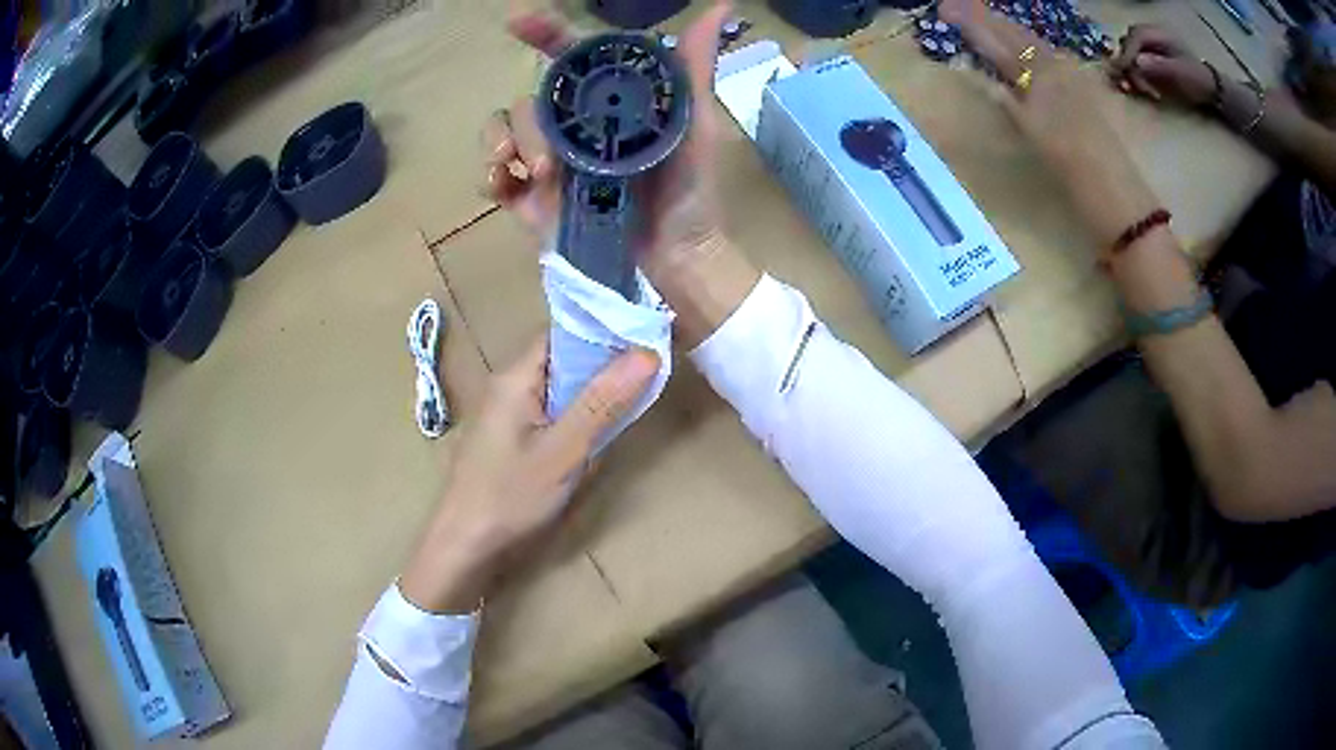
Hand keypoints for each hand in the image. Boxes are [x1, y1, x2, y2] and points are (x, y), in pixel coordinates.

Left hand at [400, 339, 658, 613]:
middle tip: (646, 374)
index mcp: (515, 376)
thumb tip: (647, 352)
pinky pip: (548, 410)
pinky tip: (593, 433)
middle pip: (561, 357)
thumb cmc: (510, 496)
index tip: (644, 337)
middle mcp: (507, 384)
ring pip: (557, 386)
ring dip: (590, 392)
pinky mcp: (508, 435)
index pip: (563, 331)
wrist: (465, 545)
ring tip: (629, 400)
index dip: (603, 329)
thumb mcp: (563, 451)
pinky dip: (574, 414)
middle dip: (602, 364)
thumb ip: (603, 402)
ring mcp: (505, 411)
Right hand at [488, 3, 734, 277]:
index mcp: (606, 99)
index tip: (520, 21)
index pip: (568, 56)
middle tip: (553, 163)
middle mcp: (572, 122)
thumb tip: (723, 8)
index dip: (544, 33)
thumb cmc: (690, 185)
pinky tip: (505, 185)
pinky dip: (491, 176)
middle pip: (530, 99)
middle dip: (532, 124)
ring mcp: (548, 158)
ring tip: (537, 176)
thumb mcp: (695, 121)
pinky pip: (496, 175)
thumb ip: (692, 67)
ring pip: (507, 130)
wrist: (675, 252)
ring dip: (507, 144)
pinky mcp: (532, 196)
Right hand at [952, 9, 1161, 246]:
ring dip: (1006, 29)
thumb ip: (1001, 96)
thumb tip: (969, 69)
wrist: (1121, 200)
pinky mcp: (1085, 95)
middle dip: (986, 17)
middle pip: (1016, 33)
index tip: (944, 9)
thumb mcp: (1031, 133)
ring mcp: (1072, 80)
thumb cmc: (1075, 173)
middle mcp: (1055, 68)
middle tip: (957, 9)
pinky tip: (1025, 51)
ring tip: (984, 21)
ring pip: (1033, 44)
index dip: (971, 21)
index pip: (997, 37)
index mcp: (1039, 74)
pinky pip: (1049, 59)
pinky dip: (1028, 48)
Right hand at [1110, 25, 1214, 107]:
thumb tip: (1137, 62)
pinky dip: (1133, 74)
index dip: (1128, 51)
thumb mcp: (1181, 73)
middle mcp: (1151, 36)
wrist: (1210, 88)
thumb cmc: (1197, 80)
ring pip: (1130, 53)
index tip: (1124, 70)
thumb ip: (1160, 66)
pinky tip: (1139, 87)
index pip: (1136, 37)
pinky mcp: (1151, 59)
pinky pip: (1135, 62)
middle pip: (1129, 43)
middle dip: (1127, 62)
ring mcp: (1151, 47)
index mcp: (1158, 33)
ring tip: (1138, 89)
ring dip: (1130, 71)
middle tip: (1130, 82)